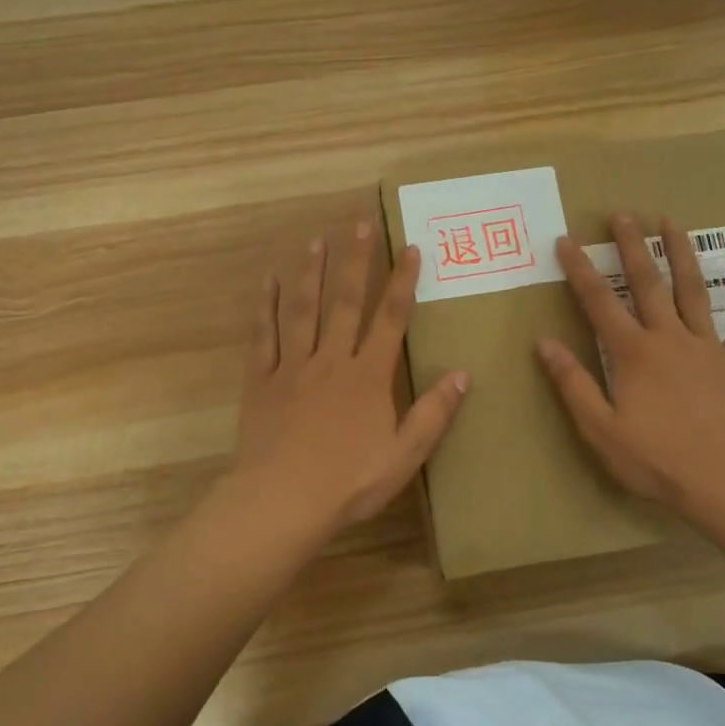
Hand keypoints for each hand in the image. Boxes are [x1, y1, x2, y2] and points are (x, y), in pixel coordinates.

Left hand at [233, 221, 469, 534]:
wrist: (281, 501)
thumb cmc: (348, 482)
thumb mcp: (404, 455)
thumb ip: (433, 413)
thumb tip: (463, 373)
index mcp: (368, 376)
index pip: (391, 318)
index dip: (403, 282)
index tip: (411, 248)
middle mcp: (331, 359)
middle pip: (346, 301)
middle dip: (356, 261)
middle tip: (360, 225)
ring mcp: (293, 367)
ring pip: (304, 309)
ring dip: (312, 273)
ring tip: (316, 241)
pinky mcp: (262, 380)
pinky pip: (264, 335)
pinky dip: (266, 306)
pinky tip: (268, 282)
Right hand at [536, 214, 724, 526]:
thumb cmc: (655, 459)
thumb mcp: (599, 428)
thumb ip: (572, 382)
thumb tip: (544, 342)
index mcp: (633, 353)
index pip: (599, 302)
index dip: (579, 270)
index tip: (566, 241)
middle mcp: (669, 338)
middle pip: (647, 282)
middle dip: (631, 246)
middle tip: (622, 214)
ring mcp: (708, 347)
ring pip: (693, 290)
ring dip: (680, 253)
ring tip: (670, 221)